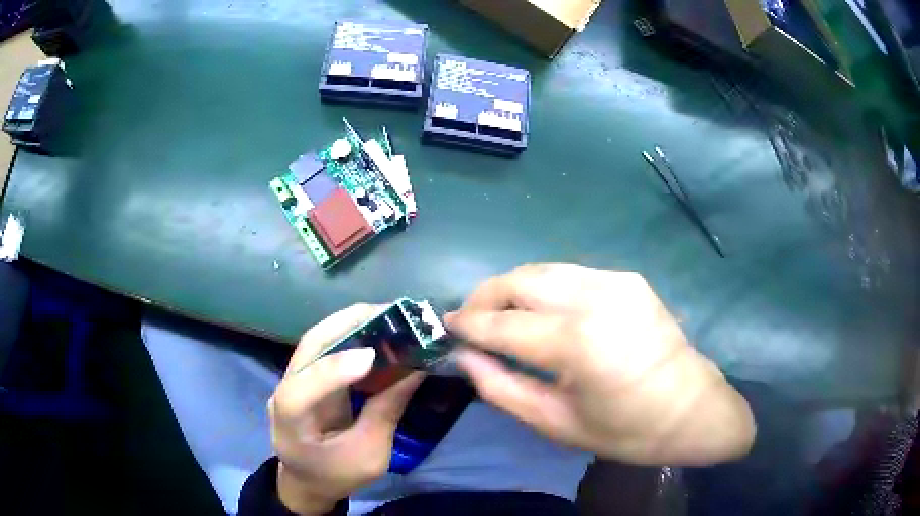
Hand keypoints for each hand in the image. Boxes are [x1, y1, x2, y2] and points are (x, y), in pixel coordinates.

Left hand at [269, 304, 423, 514]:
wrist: (308, 482)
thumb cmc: (337, 475)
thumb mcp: (369, 456)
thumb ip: (386, 413)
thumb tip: (415, 370)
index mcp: (291, 425)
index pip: (300, 392)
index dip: (332, 371)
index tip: (373, 356)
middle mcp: (284, 393)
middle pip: (307, 349)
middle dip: (347, 326)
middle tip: (390, 314)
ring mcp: (292, 380)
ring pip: (316, 341)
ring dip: (350, 323)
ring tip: (388, 316)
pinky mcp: (305, 375)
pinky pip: (325, 347)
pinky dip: (350, 334)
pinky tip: (375, 330)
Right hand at [445, 264, 754, 465]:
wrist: (692, 409)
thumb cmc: (626, 430)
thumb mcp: (557, 424)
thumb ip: (502, 388)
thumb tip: (465, 357)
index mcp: (578, 343)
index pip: (503, 324)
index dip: (469, 324)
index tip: (445, 326)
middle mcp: (595, 298)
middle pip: (519, 280)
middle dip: (485, 296)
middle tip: (469, 319)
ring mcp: (615, 281)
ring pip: (542, 269)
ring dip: (511, 288)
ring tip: (499, 315)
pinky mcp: (627, 279)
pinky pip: (569, 274)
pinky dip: (543, 288)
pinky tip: (541, 312)